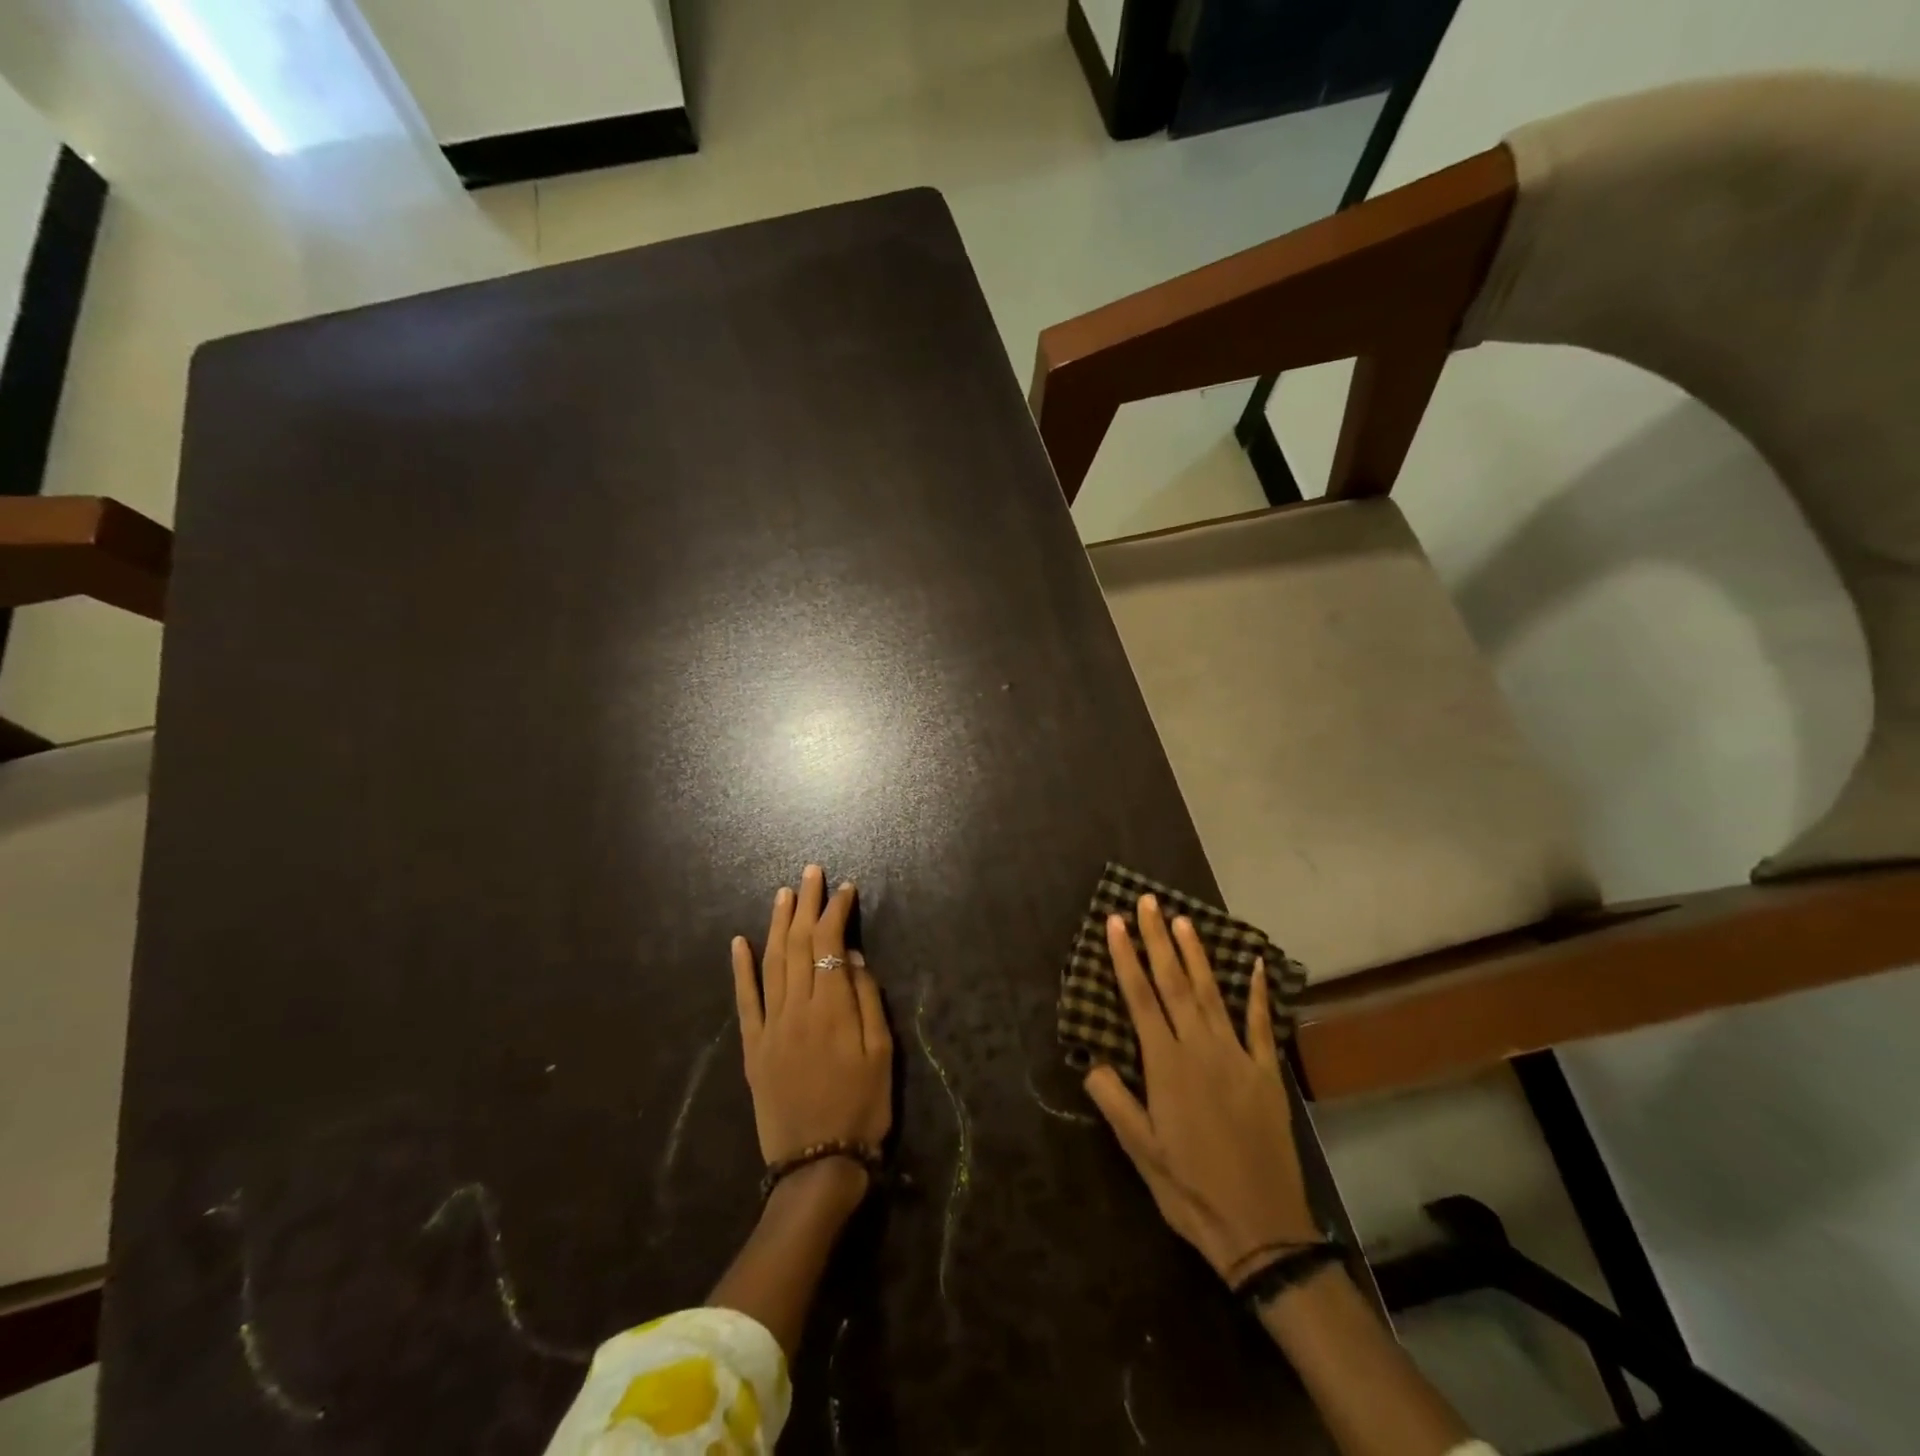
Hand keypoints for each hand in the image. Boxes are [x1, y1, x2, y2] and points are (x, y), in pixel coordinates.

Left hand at [732, 866, 892, 1178]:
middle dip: (806, 904)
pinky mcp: (753, 1047)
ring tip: (784, 893)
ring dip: (777, 924)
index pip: (828, 943)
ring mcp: (770, 1026)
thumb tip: (852, 957)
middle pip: (797, 943)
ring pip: (771, 963)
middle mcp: (796, 1008)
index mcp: (832, 1008)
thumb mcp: (883, 1054)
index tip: (845, 888)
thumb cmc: (862, 1108)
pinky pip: (744, 1000)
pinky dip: (740, 969)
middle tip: (811, 872)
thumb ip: (868, 1000)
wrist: (817, 1166)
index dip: (835, 911)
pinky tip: (739, 942)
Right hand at [1083, 894, 1316, 1282]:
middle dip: (1158, 939)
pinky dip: (1257, 992)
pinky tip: (1255, 964)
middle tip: (1148, 902)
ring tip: (1183, 920)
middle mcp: (1200, 1049)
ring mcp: (1237, 1057)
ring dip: (1196, 954)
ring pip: (1211, 993)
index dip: (1125, 957)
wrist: (1262, 1229)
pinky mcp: (1266, 1073)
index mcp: (1166, 1065)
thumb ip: (1114, 1100)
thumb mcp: (1139, 1151)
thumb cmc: (1189, 1189)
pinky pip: (1260, 1024)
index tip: (1115, 921)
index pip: (1139, 997)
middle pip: (1174, 983)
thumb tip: (1091, 1059)